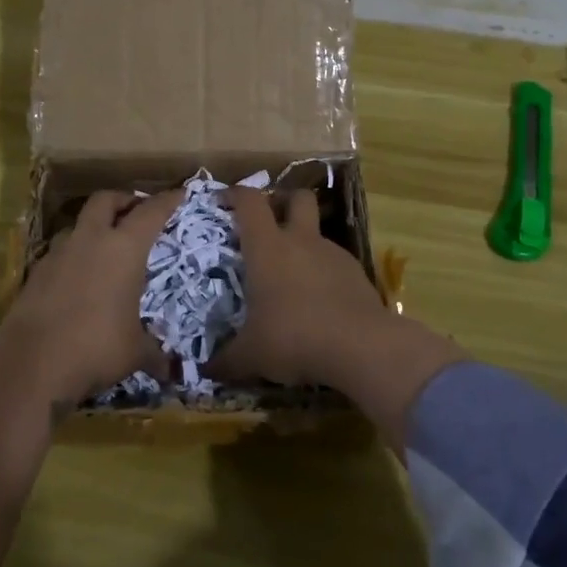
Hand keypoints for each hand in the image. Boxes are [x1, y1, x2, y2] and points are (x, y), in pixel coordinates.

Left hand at [1, 189, 181, 406]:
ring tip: (104, 246)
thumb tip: (170, 371)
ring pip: (78, 224)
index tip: (179, 193)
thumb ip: (153, 354)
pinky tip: (79, 277)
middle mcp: (91, 240)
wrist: (31, 361)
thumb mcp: (134, 353)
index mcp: (124, 248)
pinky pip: (60, 252)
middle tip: (136, 211)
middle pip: (106, 200)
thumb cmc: (95, 347)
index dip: (167, 201)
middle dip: (123, 200)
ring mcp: (59, 253)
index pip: (151, 213)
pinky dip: (73, 255)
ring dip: (93, 227)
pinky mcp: (36, 272)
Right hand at [210, 187, 384, 387]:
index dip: (235, 194)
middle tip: (269, 222)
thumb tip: (205, 371)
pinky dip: (323, 272)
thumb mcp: (251, 355)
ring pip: (317, 232)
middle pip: (297, 198)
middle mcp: (301, 240)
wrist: (361, 347)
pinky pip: (335, 262)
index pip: (250, 201)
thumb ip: (226, 361)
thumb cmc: (294, 337)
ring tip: (292, 276)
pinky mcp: (357, 273)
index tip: (223, 201)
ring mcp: (333, 254)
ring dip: (304, 243)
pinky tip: (319, 302)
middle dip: (283, 201)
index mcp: (268, 247)